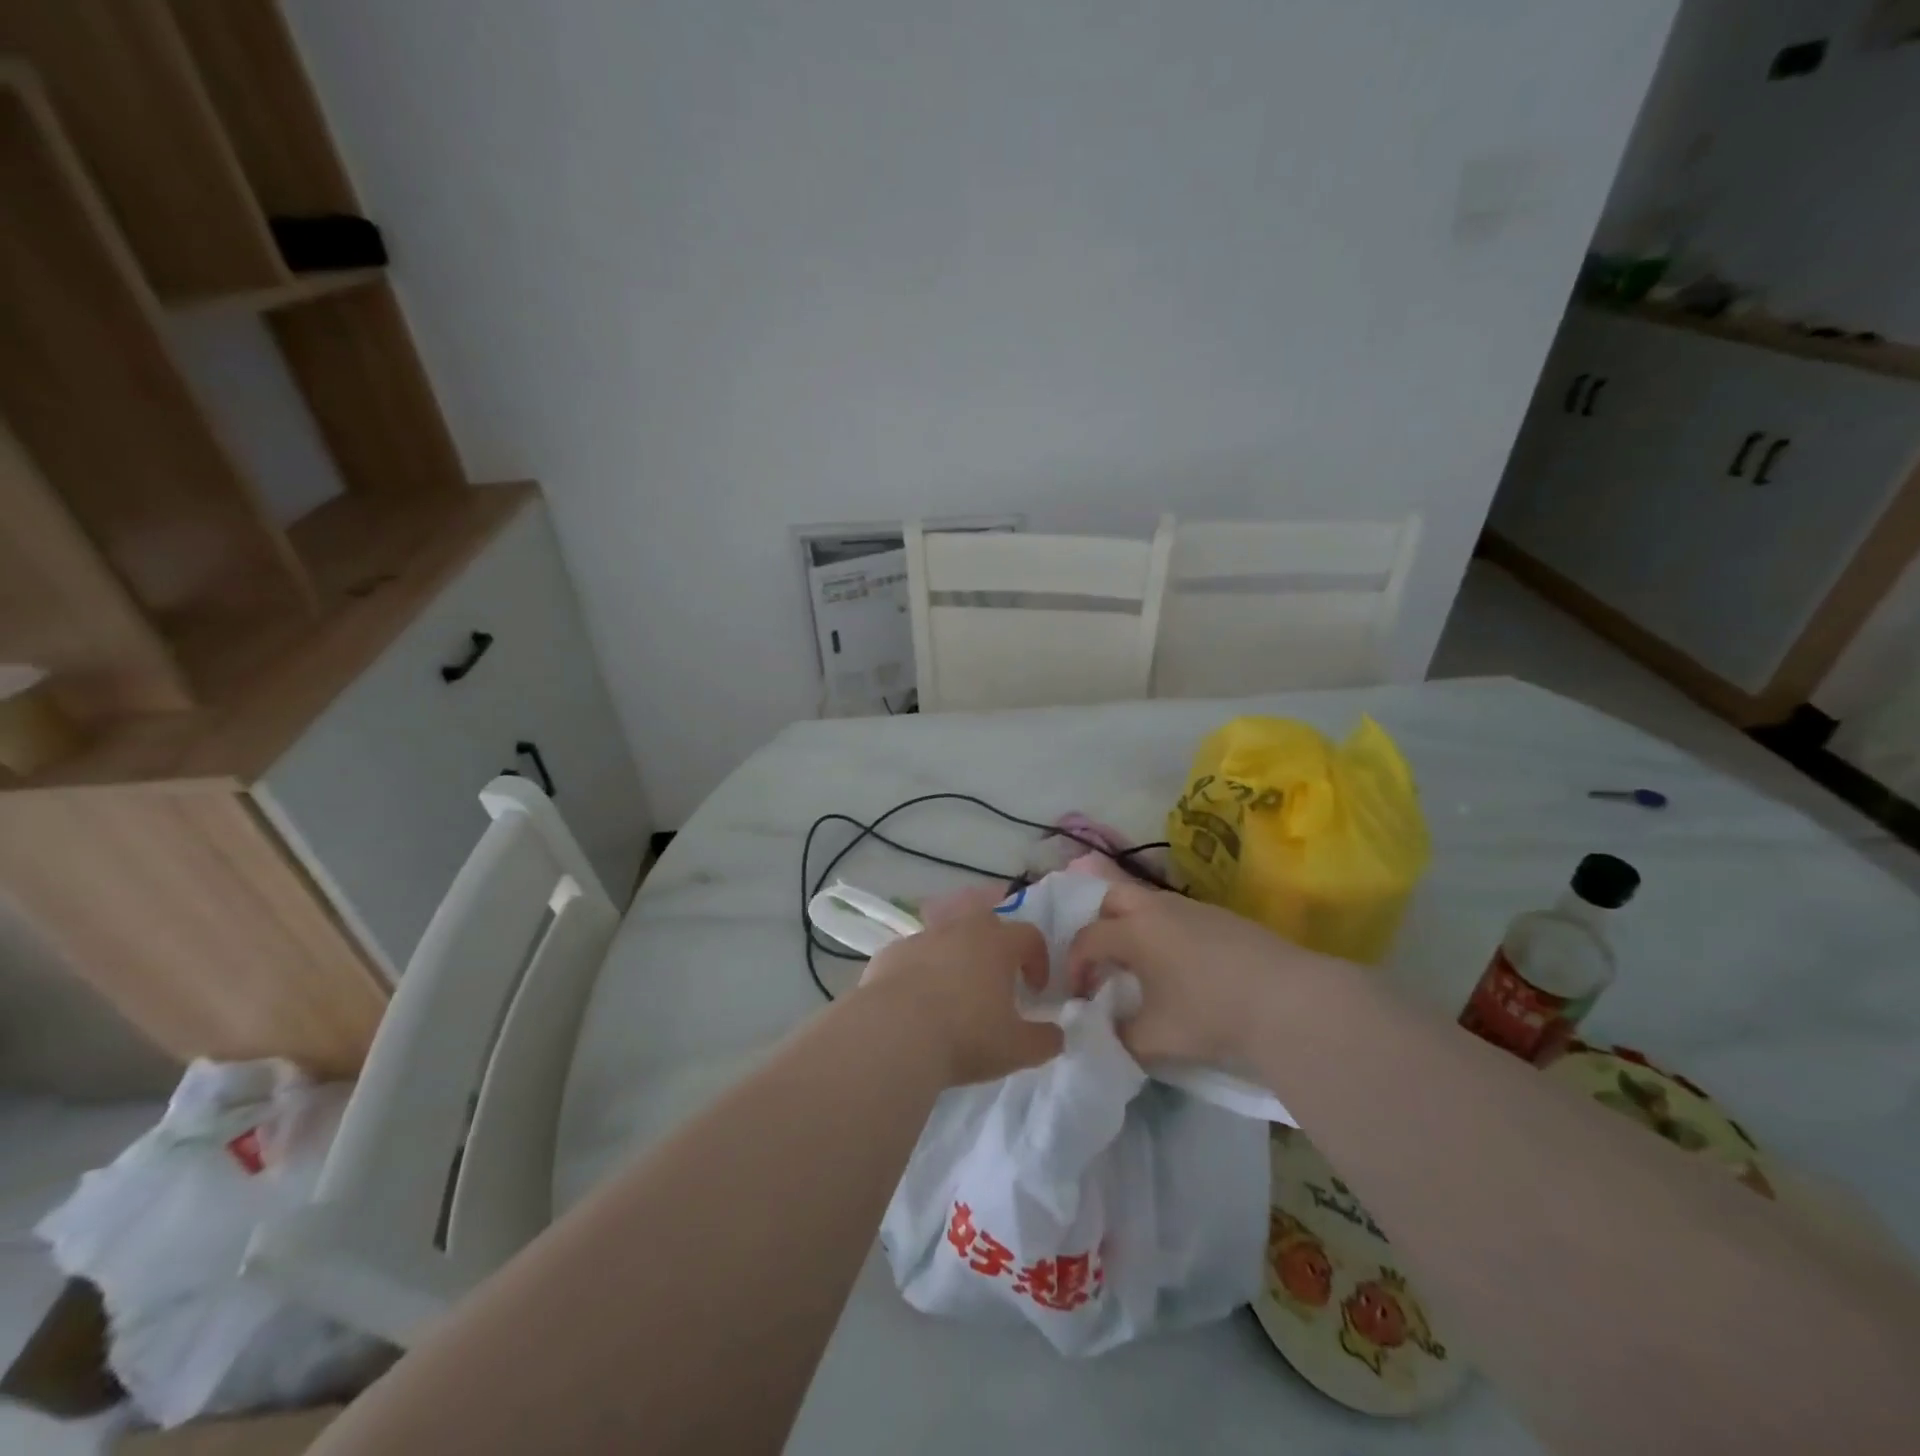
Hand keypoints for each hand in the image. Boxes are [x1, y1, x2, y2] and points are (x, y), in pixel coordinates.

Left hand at [858, 911, 1061, 1085]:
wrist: (893, 1034)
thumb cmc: (965, 1036)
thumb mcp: (1017, 1049)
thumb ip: (1045, 1041)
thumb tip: (1057, 1035)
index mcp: (997, 944)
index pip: (1029, 936)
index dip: (1038, 960)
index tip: (1035, 991)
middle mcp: (960, 930)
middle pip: (986, 922)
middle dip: (995, 946)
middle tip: (995, 981)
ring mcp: (921, 938)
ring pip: (946, 937)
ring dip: (955, 958)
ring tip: (953, 994)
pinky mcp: (890, 953)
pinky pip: (913, 956)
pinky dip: (920, 971)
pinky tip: (916, 1003)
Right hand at [1066, 881, 1329, 1065]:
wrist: (1287, 1000)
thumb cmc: (1210, 1014)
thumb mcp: (1155, 1038)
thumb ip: (1120, 1036)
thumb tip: (1109, 1031)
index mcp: (1134, 931)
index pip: (1087, 938)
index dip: (1075, 966)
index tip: (1081, 995)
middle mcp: (1157, 908)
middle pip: (1111, 898)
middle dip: (1098, 925)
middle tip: (1104, 961)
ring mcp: (1192, 907)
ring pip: (1147, 902)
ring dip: (1133, 926)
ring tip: (1142, 964)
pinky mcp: (1221, 916)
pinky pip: (1176, 913)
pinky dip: (1163, 930)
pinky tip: (1181, 965)